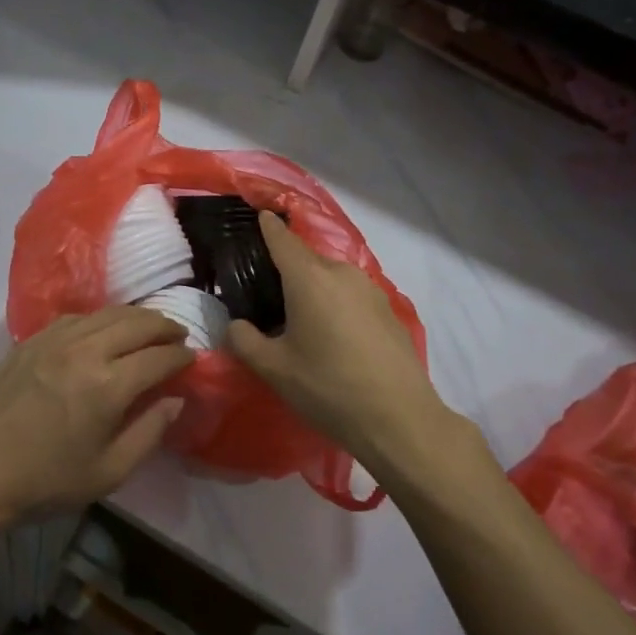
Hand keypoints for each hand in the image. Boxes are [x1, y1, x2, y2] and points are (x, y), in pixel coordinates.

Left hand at [0, 306, 193, 525]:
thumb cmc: (46, 482)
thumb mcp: (109, 472)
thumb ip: (149, 432)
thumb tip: (176, 400)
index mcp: (108, 386)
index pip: (158, 357)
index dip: (181, 356)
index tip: (192, 359)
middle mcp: (85, 351)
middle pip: (137, 322)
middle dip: (164, 326)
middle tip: (178, 335)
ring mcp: (55, 339)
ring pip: (107, 313)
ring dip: (135, 317)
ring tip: (149, 327)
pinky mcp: (32, 340)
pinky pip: (77, 317)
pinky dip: (101, 318)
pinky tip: (104, 329)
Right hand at [227, 213, 446, 470]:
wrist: (400, 419)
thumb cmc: (329, 388)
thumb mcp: (274, 369)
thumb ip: (245, 341)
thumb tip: (235, 325)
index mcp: (309, 278)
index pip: (282, 239)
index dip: (267, 226)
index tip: (258, 215)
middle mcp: (341, 273)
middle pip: (306, 259)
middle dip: (287, 268)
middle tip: (267, 292)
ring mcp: (370, 290)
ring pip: (331, 278)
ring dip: (314, 288)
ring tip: (300, 317)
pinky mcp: (388, 310)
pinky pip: (351, 296)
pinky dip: (336, 304)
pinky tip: (333, 335)